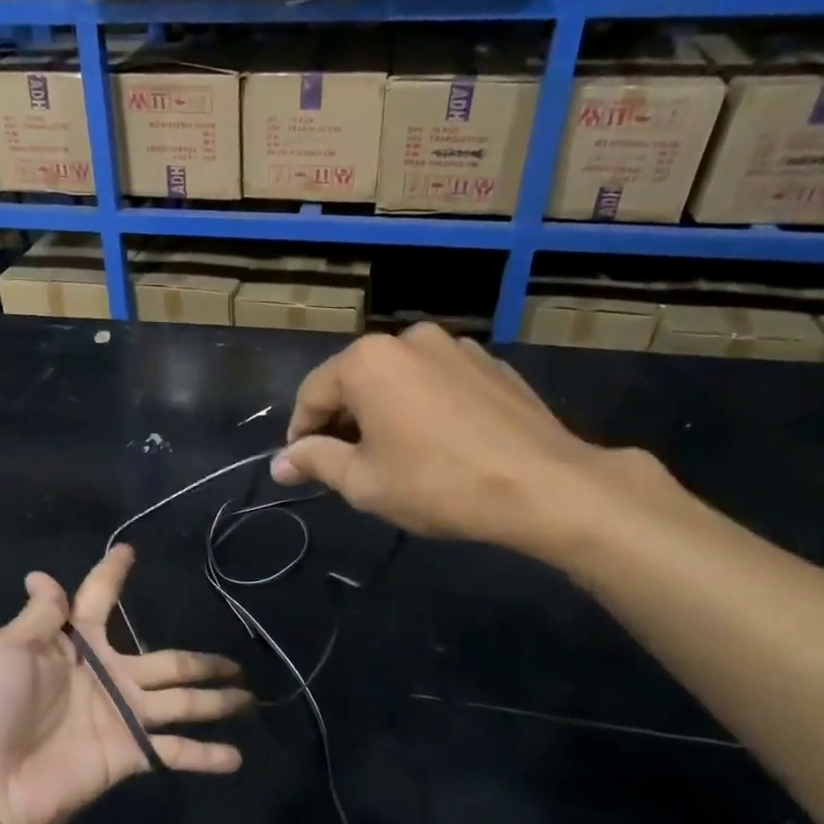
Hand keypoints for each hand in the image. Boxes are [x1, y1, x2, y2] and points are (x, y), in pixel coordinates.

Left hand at [0, 546, 253, 823]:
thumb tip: (41, 575)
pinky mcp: (127, 755)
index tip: (129, 551)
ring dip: (216, 702)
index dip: (113, 575)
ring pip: (182, 702)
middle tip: (236, 660)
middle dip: (202, 661)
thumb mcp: (6, 650)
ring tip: (249, 698)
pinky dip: (205, 756)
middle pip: (167, 661)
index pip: (99, 600)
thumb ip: (39, 617)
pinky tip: (237, 757)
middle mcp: (108, 676)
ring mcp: (122, 716)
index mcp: (76, 645)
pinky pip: (173, 751)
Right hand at [270, 323, 668, 564]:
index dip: (301, 433)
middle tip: (347, 466)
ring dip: (384, 412)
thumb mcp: (364, 483)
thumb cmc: (437, 483)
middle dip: (343, 421)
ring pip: (398, 380)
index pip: (312, 393)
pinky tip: (439, 443)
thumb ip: (316, 462)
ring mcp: (456, 346)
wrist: (542, 485)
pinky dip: (424, 406)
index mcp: (368, 360)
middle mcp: (408, 339)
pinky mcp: (490, 363)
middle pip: (355, 381)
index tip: (302, 466)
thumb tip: (280, 463)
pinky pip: (437, 382)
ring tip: (395, 455)